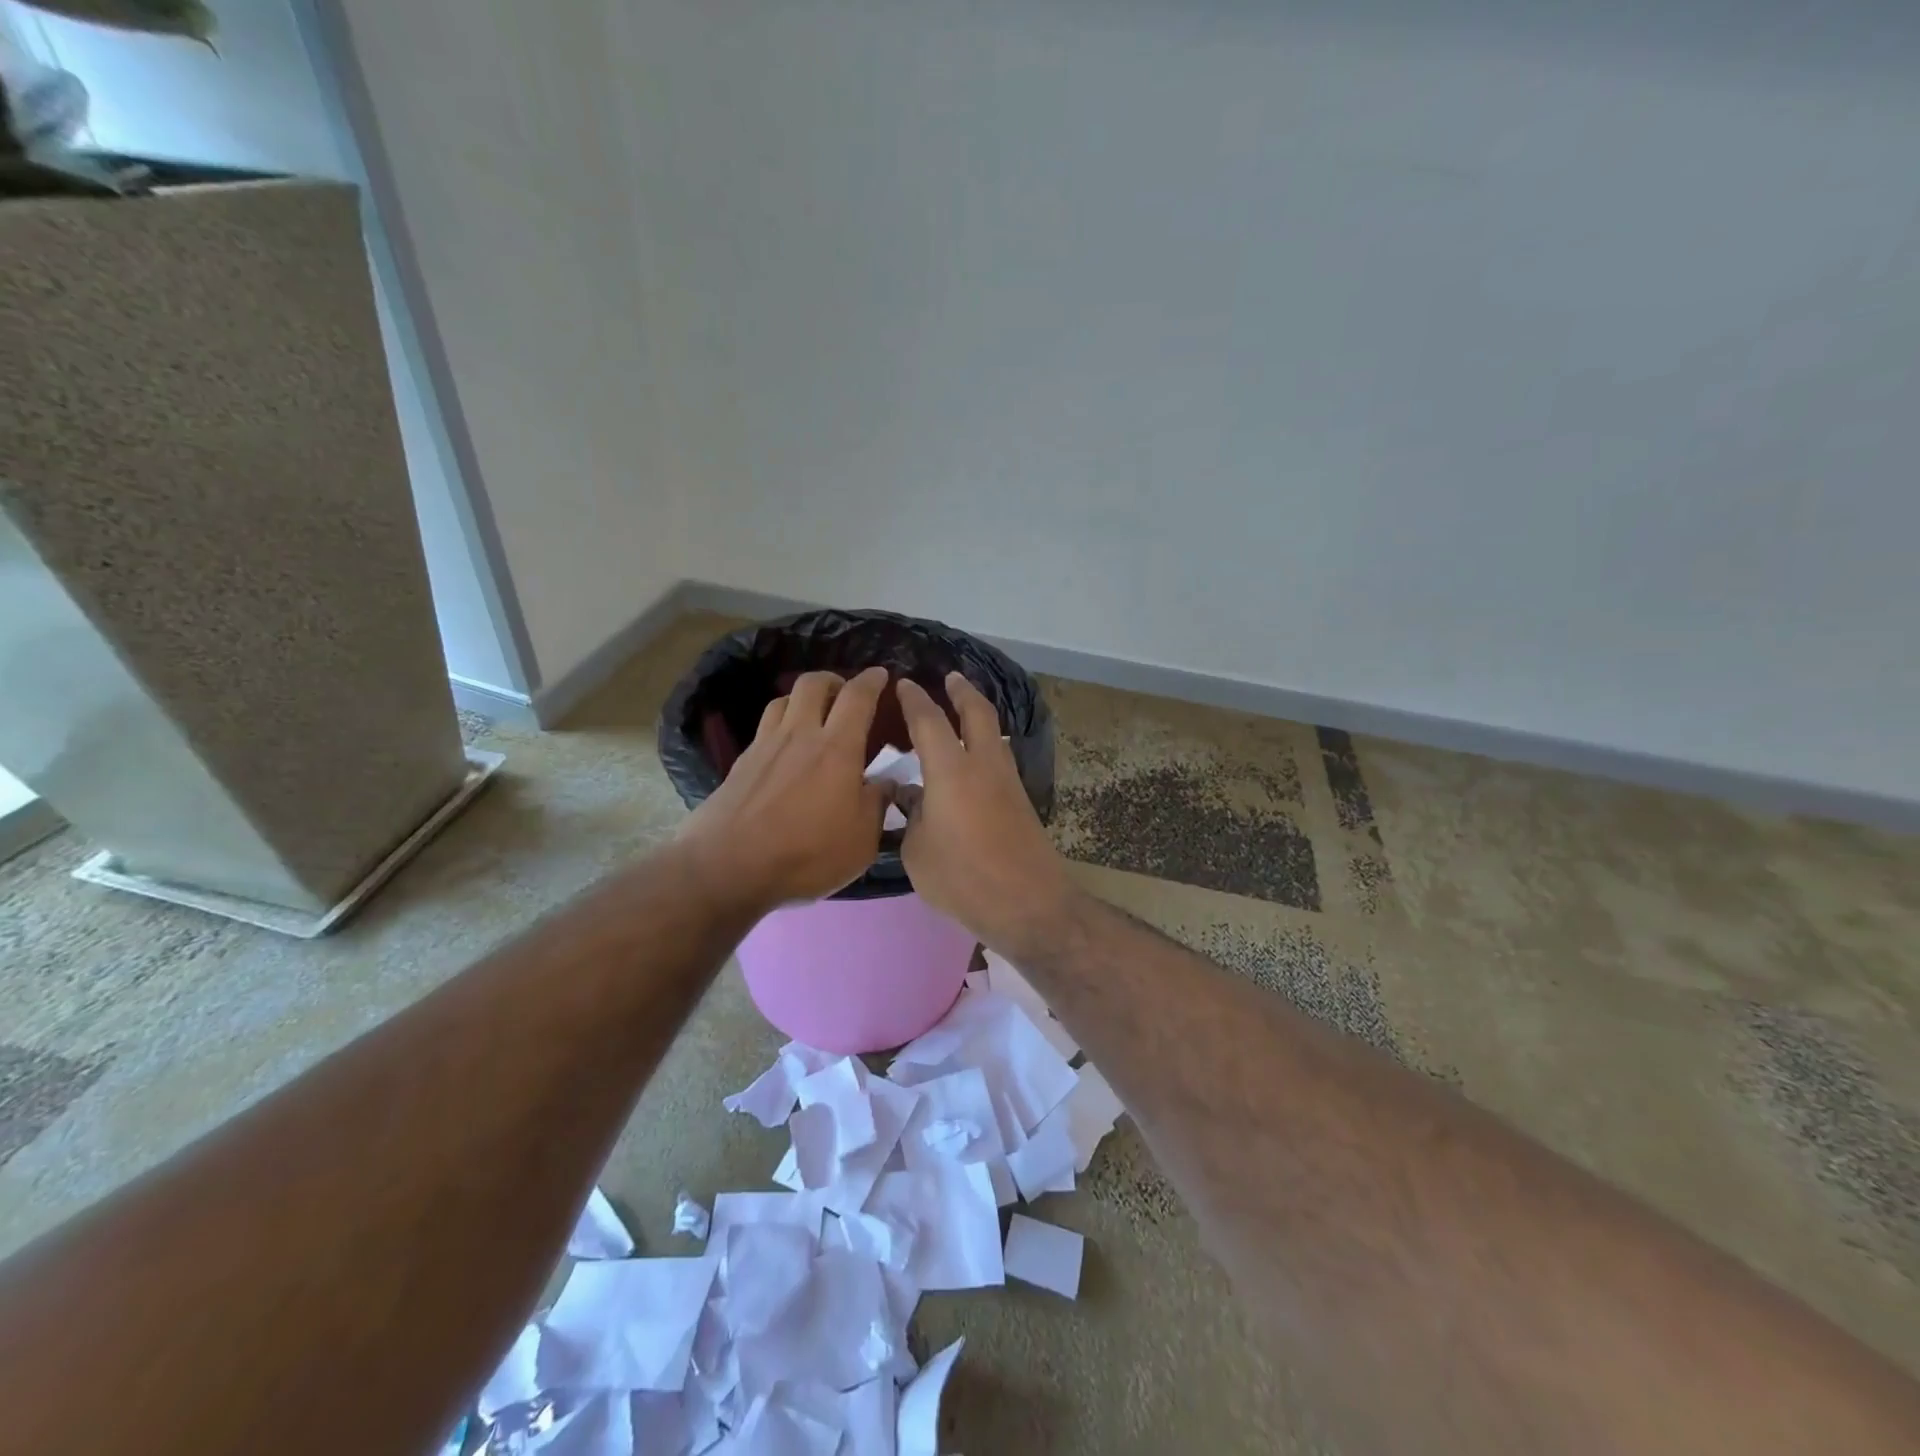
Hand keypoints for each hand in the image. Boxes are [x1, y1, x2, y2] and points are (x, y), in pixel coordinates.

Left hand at [679, 667, 894, 912]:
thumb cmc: (806, 854)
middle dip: (833, 679)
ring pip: (784, 700)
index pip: (857, 697)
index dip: (872, 680)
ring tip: (813, 716)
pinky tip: (785, 748)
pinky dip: (781, 724)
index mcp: (837, 748)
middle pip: (813, 683)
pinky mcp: (741, 762)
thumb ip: (877, 805)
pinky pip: (765, 726)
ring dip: (803, 699)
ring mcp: (765, 745)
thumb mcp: (861, 841)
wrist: (728, 867)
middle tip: (845, 693)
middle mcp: (800, 734)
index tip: (881, 675)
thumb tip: (885, 783)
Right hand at [894, 673, 1077, 951]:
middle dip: (962, 691)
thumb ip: (911, 816)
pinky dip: (985, 745)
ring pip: (994, 734)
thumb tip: (910, 795)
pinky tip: (972, 761)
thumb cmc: (962, 878)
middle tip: (950, 678)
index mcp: (951, 771)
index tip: (904, 684)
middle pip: (977, 712)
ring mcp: (1007, 782)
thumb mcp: (917, 851)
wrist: (1027, 902)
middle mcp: (983, 765)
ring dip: (978, 716)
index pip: (929, 721)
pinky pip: (999, 759)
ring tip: (962, 713)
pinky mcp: (1020, 801)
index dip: (914, 700)